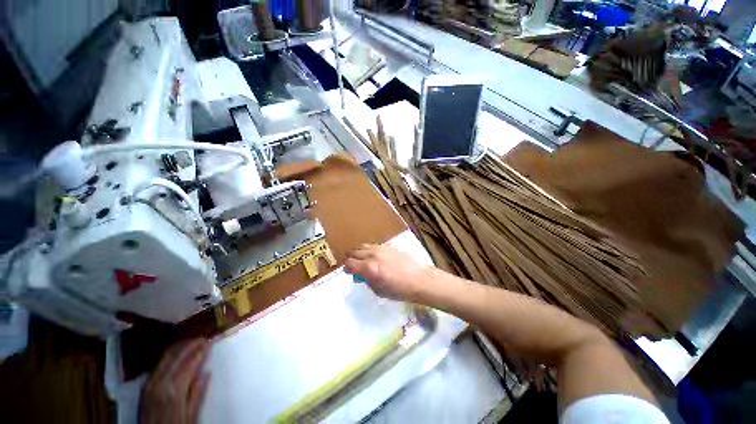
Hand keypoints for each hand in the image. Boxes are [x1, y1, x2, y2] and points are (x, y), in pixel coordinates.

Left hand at [140, 338, 210, 423]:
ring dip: (179, 348)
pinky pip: (157, 365)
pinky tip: (175, 355)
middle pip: (176, 356)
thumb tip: (206, 372)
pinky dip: (168, 356)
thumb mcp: (190, 416)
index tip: (210, 341)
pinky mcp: (145, 386)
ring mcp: (150, 383)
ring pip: (165, 358)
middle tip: (202, 339)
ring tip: (191, 343)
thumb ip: (197, 394)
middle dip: (190, 345)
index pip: (190, 363)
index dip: (201, 350)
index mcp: (175, 389)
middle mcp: (161, 382)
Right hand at [345, 244, 430, 300]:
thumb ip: (367, 281)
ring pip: (363, 246)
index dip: (346, 268)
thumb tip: (360, 276)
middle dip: (351, 259)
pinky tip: (374, 257)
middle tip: (354, 266)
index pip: (349, 264)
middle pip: (353, 252)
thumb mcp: (379, 290)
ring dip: (359, 253)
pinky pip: (373, 246)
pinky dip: (369, 250)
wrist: (418, 279)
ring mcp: (381, 249)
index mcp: (369, 268)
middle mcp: (372, 255)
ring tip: (363, 260)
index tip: (348, 272)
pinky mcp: (388, 246)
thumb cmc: (399, 290)